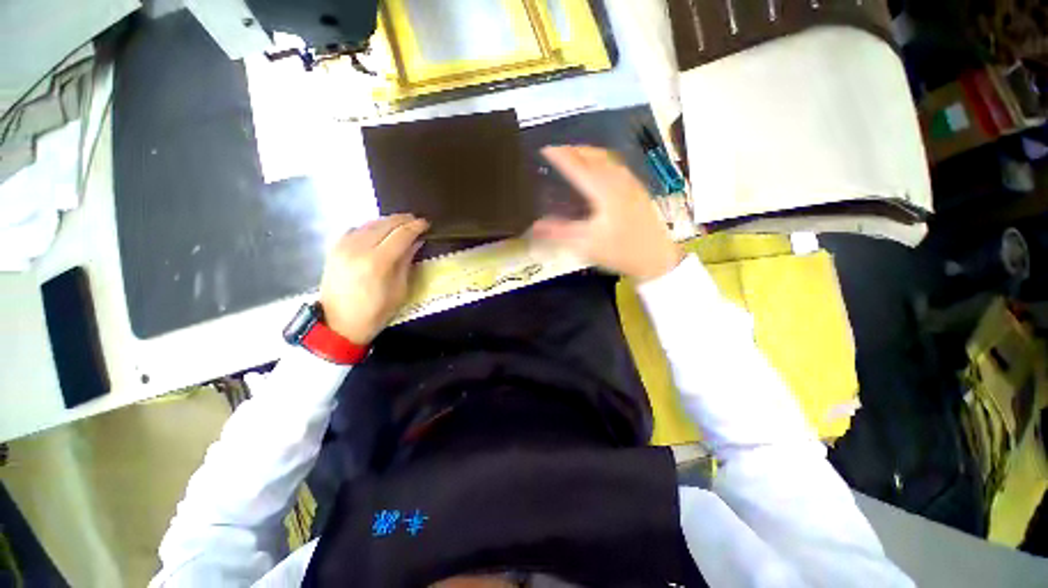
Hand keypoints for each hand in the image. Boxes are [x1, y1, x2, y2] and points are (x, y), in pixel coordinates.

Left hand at [319, 214, 428, 344]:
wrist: (338, 324)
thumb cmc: (375, 312)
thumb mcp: (400, 290)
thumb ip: (407, 262)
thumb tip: (416, 242)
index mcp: (378, 262)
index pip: (401, 234)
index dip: (416, 226)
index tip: (426, 224)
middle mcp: (359, 248)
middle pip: (385, 223)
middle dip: (404, 220)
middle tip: (416, 221)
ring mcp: (343, 246)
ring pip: (370, 223)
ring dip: (388, 221)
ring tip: (401, 225)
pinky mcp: (334, 248)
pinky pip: (356, 228)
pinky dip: (371, 226)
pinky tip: (378, 232)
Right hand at [531, 146, 682, 281]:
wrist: (656, 258)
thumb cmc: (620, 251)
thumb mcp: (585, 245)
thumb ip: (559, 233)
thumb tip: (534, 226)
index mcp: (603, 190)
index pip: (577, 166)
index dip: (560, 156)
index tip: (544, 149)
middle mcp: (617, 180)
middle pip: (594, 156)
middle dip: (574, 150)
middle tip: (557, 150)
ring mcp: (631, 183)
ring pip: (607, 158)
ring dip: (589, 153)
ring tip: (575, 154)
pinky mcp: (638, 190)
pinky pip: (617, 166)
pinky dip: (602, 160)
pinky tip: (600, 169)